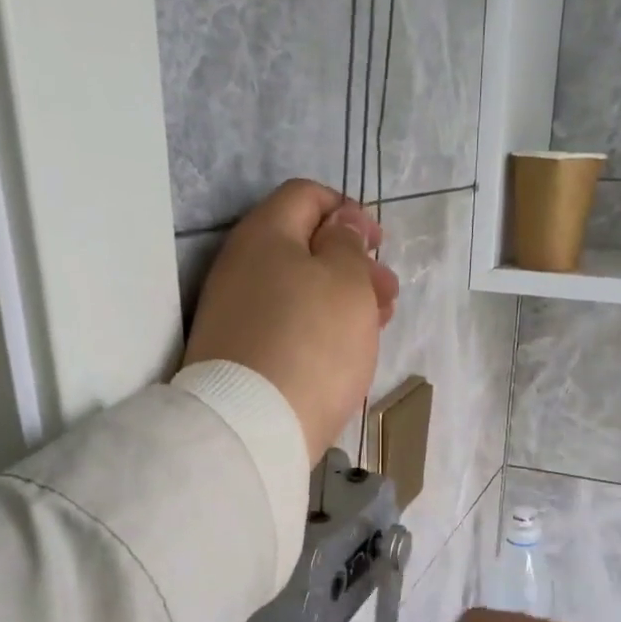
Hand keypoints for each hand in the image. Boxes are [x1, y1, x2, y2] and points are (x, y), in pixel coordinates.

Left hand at [182, 179, 399, 463]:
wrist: (253, 425)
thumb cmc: (312, 342)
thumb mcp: (347, 282)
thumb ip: (348, 244)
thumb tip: (341, 225)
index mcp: (264, 234)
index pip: (306, 196)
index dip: (348, 211)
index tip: (379, 244)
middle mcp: (239, 267)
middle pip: (302, 247)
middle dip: (352, 264)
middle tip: (387, 294)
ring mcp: (233, 314)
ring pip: (296, 291)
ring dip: (340, 300)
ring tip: (375, 326)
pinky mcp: (237, 355)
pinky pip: (284, 326)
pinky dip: (316, 329)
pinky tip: (342, 352)